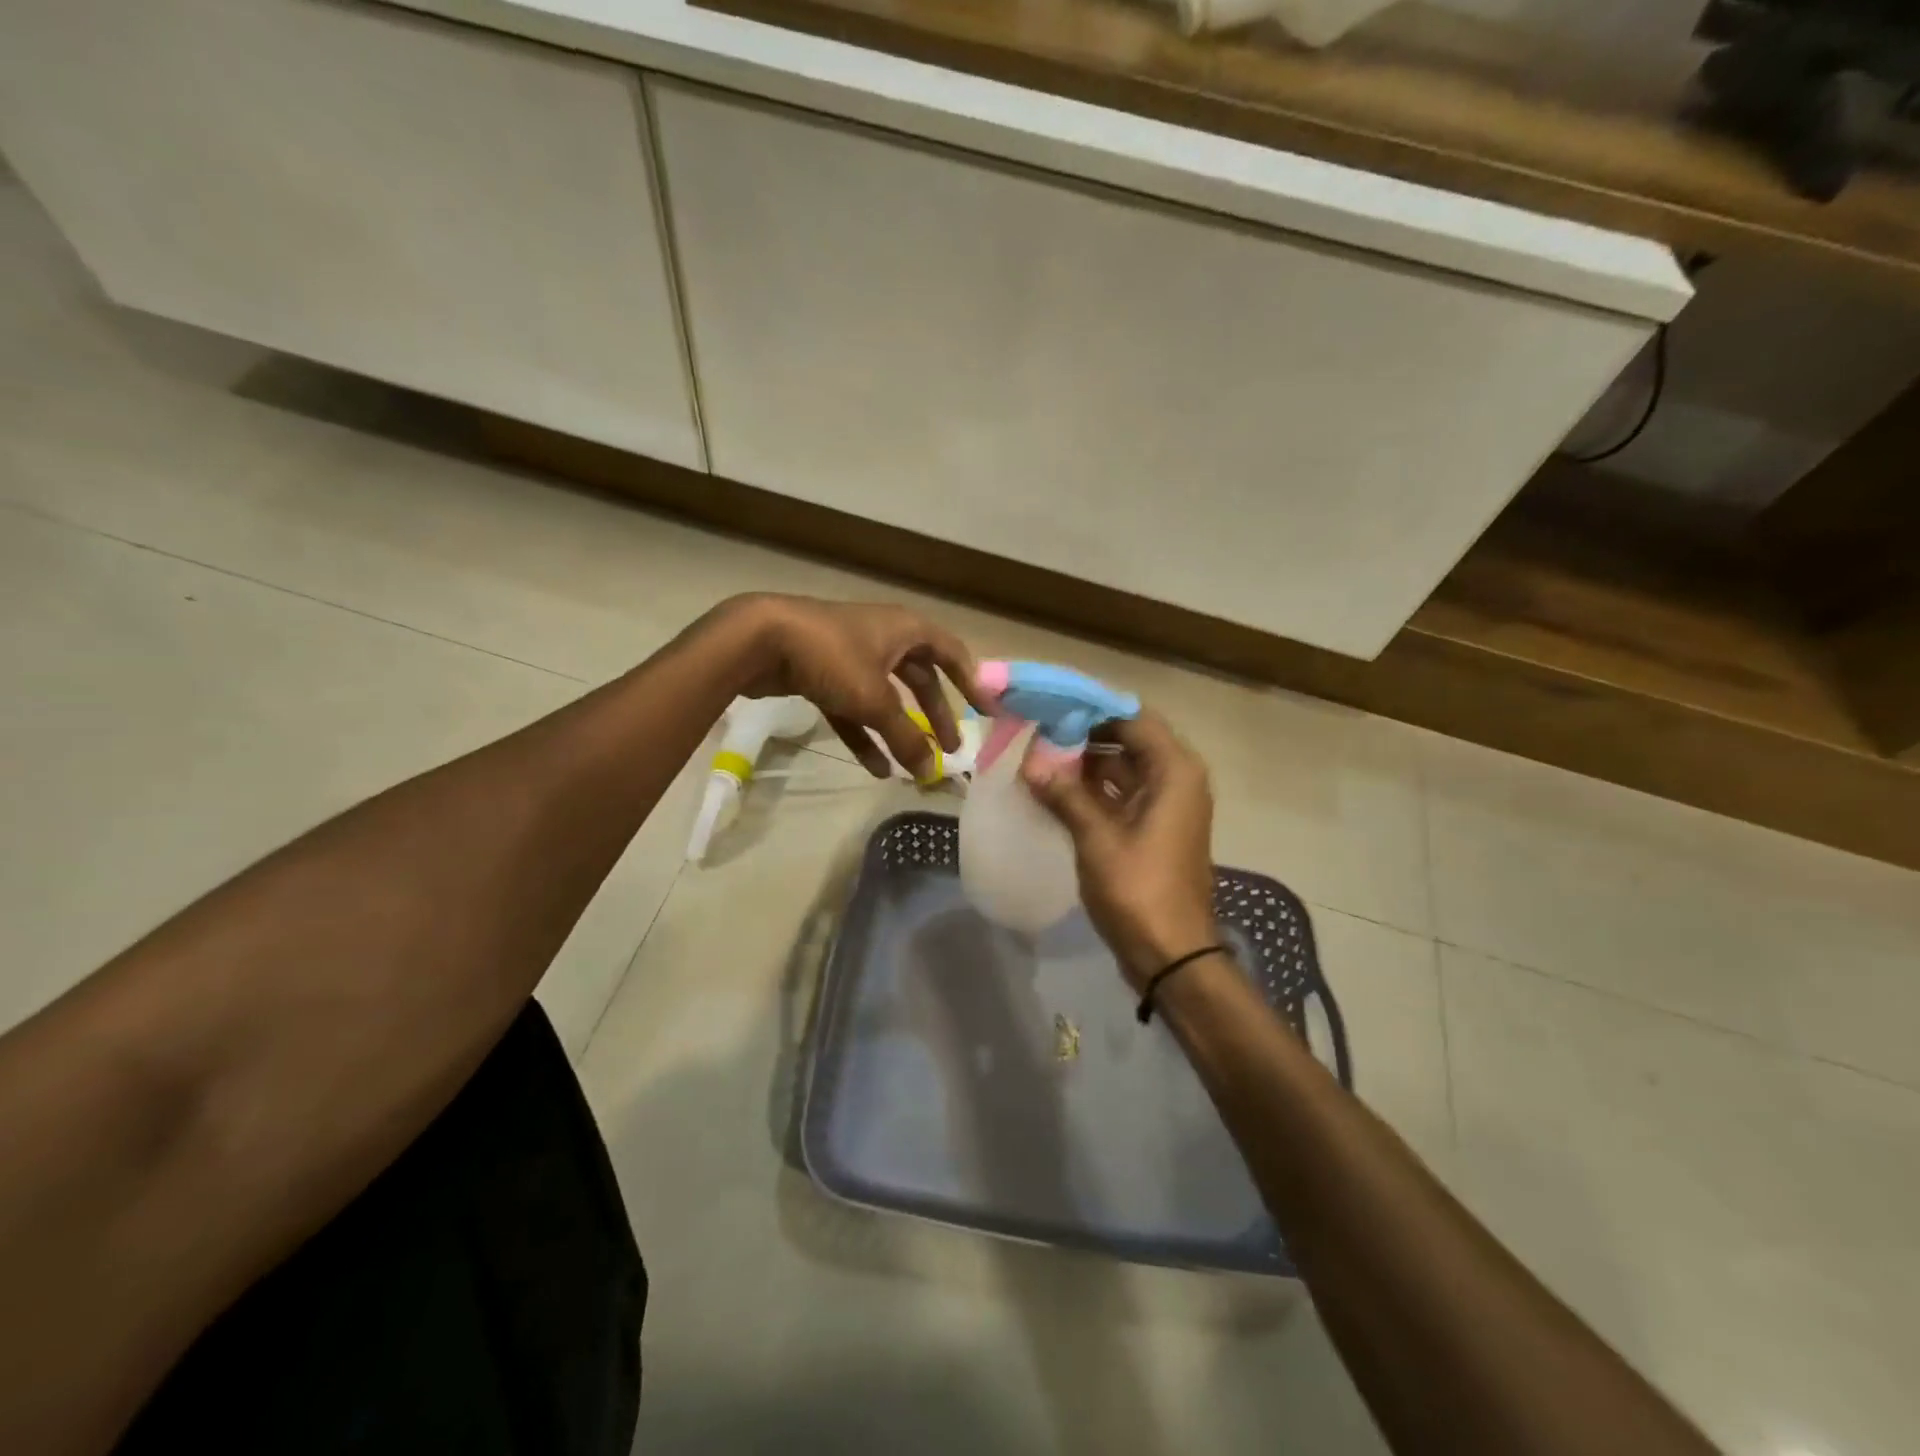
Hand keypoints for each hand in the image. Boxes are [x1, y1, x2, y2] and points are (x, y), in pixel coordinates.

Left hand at [722, 594, 985, 780]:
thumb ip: (906, 737)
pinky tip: (876, 768)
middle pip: (920, 680)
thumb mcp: (875, 700)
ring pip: (887, 698)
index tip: (989, 713)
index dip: (972, 683)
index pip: (952, 654)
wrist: (760, 640)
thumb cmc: (832, 657)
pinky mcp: (824, 675)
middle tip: (950, 749)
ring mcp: (852, 657)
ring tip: (915, 766)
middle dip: (935, 715)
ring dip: (900, 731)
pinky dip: (866, 735)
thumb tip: (932, 773)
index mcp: (906, 630)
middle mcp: (884, 638)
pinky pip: (855, 709)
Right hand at [1022, 712, 1217, 988]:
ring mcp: (1166, 805)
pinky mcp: (1153, 828)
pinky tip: (1054, 789)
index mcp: (1174, 771)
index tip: (1052, 704)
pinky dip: (1092, 790)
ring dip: (1085, 763)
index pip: (1132, 717)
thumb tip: (1031, 764)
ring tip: (1038, 756)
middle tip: (1037, 730)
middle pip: (1128, 739)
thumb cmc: (1140, 891)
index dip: (1092, 708)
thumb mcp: (1097, 839)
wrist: (1171, 955)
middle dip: (1083, 734)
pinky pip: (1121, 794)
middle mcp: (1176, 779)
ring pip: (1122, 768)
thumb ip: (1065, 795)